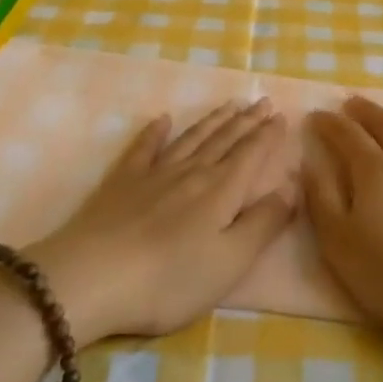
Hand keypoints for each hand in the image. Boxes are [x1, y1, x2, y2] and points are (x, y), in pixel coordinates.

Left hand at [29, 99, 295, 342]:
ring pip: (192, 138)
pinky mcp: (123, 182)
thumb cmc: (169, 280)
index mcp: (221, 191)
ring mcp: (155, 173)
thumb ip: (263, 224)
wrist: (91, 278)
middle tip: (262, 101)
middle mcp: (192, 172)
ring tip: (230, 105)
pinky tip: (162, 120)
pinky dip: (155, 132)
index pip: (251, 154)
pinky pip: (144, 148)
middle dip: (247, 121)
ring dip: (213, 121)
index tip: (281, 116)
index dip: (268, 135)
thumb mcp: (229, 262)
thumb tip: (291, 187)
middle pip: (225, 140)